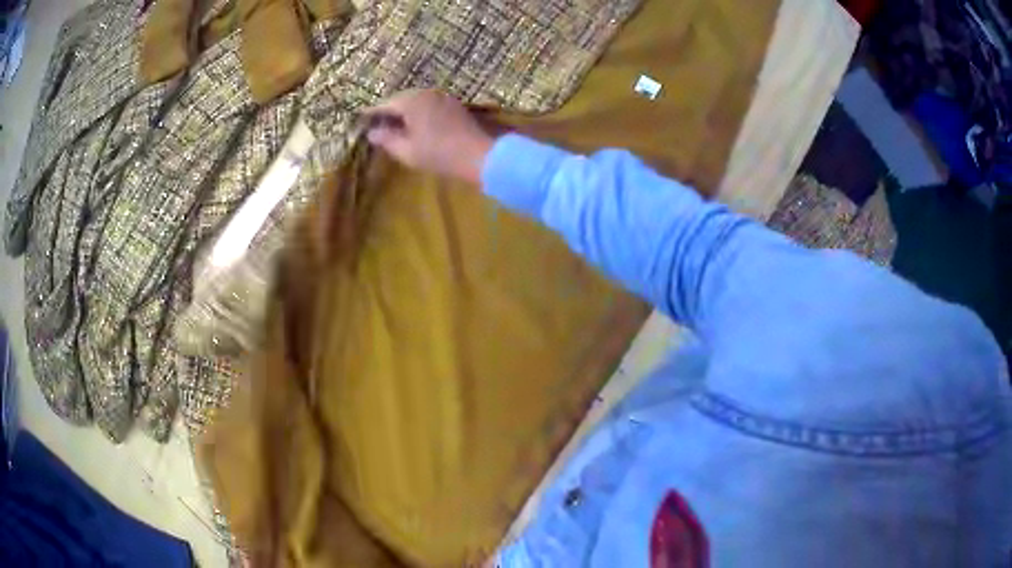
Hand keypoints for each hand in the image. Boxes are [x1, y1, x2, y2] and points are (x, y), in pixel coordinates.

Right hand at [364, 89, 494, 183]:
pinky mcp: (453, 105)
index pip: (385, 105)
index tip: (359, 119)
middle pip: (400, 99)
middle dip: (388, 111)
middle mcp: (425, 93)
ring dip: (404, 111)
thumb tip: (372, 133)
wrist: (478, 155)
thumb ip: (387, 139)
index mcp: (411, 101)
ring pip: (415, 101)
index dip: (371, 113)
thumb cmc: (438, 154)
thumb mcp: (406, 151)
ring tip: (394, 125)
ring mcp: (442, 97)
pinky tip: (415, 124)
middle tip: (375, 123)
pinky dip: (418, 112)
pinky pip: (428, 104)